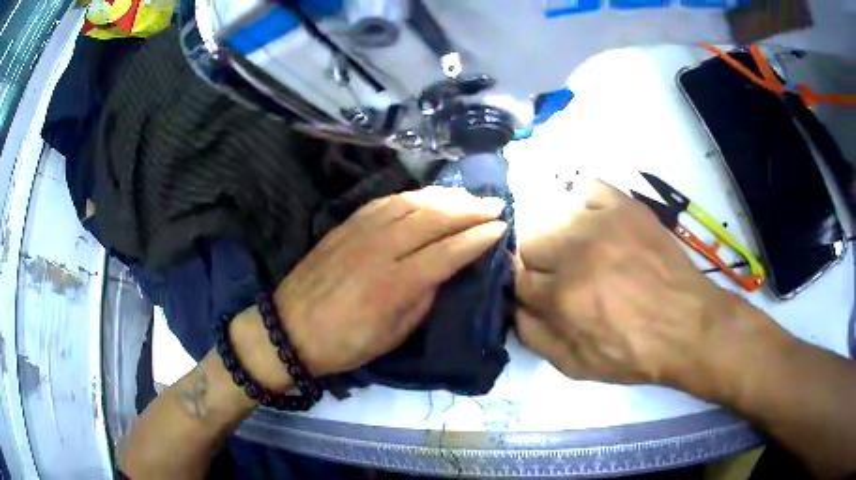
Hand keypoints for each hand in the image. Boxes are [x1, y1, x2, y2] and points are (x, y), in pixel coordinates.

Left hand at [270, 186, 506, 376]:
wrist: (289, 329)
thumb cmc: (345, 343)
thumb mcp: (393, 335)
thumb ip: (423, 298)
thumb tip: (444, 270)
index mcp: (395, 284)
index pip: (448, 251)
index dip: (478, 238)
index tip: (501, 228)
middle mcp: (380, 249)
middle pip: (434, 218)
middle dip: (470, 209)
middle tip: (495, 204)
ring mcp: (361, 231)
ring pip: (412, 203)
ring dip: (445, 196)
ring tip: (468, 197)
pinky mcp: (346, 225)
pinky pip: (386, 201)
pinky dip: (413, 196)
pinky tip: (427, 196)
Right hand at [513, 179, 773, 389]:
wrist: (689, 326)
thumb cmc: (634, 353)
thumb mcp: (576, 366)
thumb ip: (534, 337)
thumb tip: (514, 308)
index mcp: (562, 296)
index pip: (519, 279)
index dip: (531, 292)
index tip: (545, 297)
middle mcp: (576, 251)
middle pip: (529, 242)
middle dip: (541, 264)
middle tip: (566, 278)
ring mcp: (603, 222)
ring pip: (553, 216)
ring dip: (564, 239)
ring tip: (586, 255)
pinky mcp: (626, 206)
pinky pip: (588, 188)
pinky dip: (587, 205)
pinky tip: (598, 225)